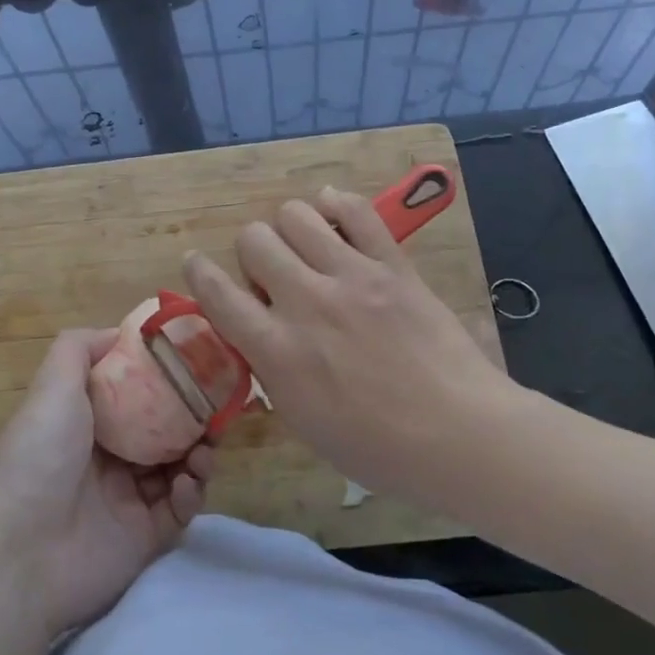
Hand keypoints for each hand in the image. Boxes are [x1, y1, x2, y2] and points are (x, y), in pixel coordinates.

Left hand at [0, 328, 215, 635]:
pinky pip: (180, 510)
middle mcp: (110, 458)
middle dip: (194, 419)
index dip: (168, 381)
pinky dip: (191, 493)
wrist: (20, 551)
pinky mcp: (145, 537)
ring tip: (205, 449)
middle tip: (217, 411)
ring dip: (199, 454)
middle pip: (166, 431)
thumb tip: (118, 332)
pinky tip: (186, 484)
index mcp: (89, 423)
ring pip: (180, 468)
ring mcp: (129, 499)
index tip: (198, 366)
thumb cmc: (40, 456)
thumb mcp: (53, 385)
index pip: (138, 396)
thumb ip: (80, 348)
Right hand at [182, 187, 517, 505]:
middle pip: (254, 239)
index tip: (196, 264)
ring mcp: (351, 277)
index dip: (199, 272)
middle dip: (253, 251)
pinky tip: (333, 214)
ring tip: (305, 246)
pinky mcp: (392, 265)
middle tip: (272, 273)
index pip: (217, 293)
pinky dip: (336, 205)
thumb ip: (272, 371)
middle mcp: (306, 303)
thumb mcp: (304, 423)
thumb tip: (260, 333)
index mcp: (277, 351)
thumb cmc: (378, 448)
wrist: (458, 434)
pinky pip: (355, 212)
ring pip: (296, 215)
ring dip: (290, 227)